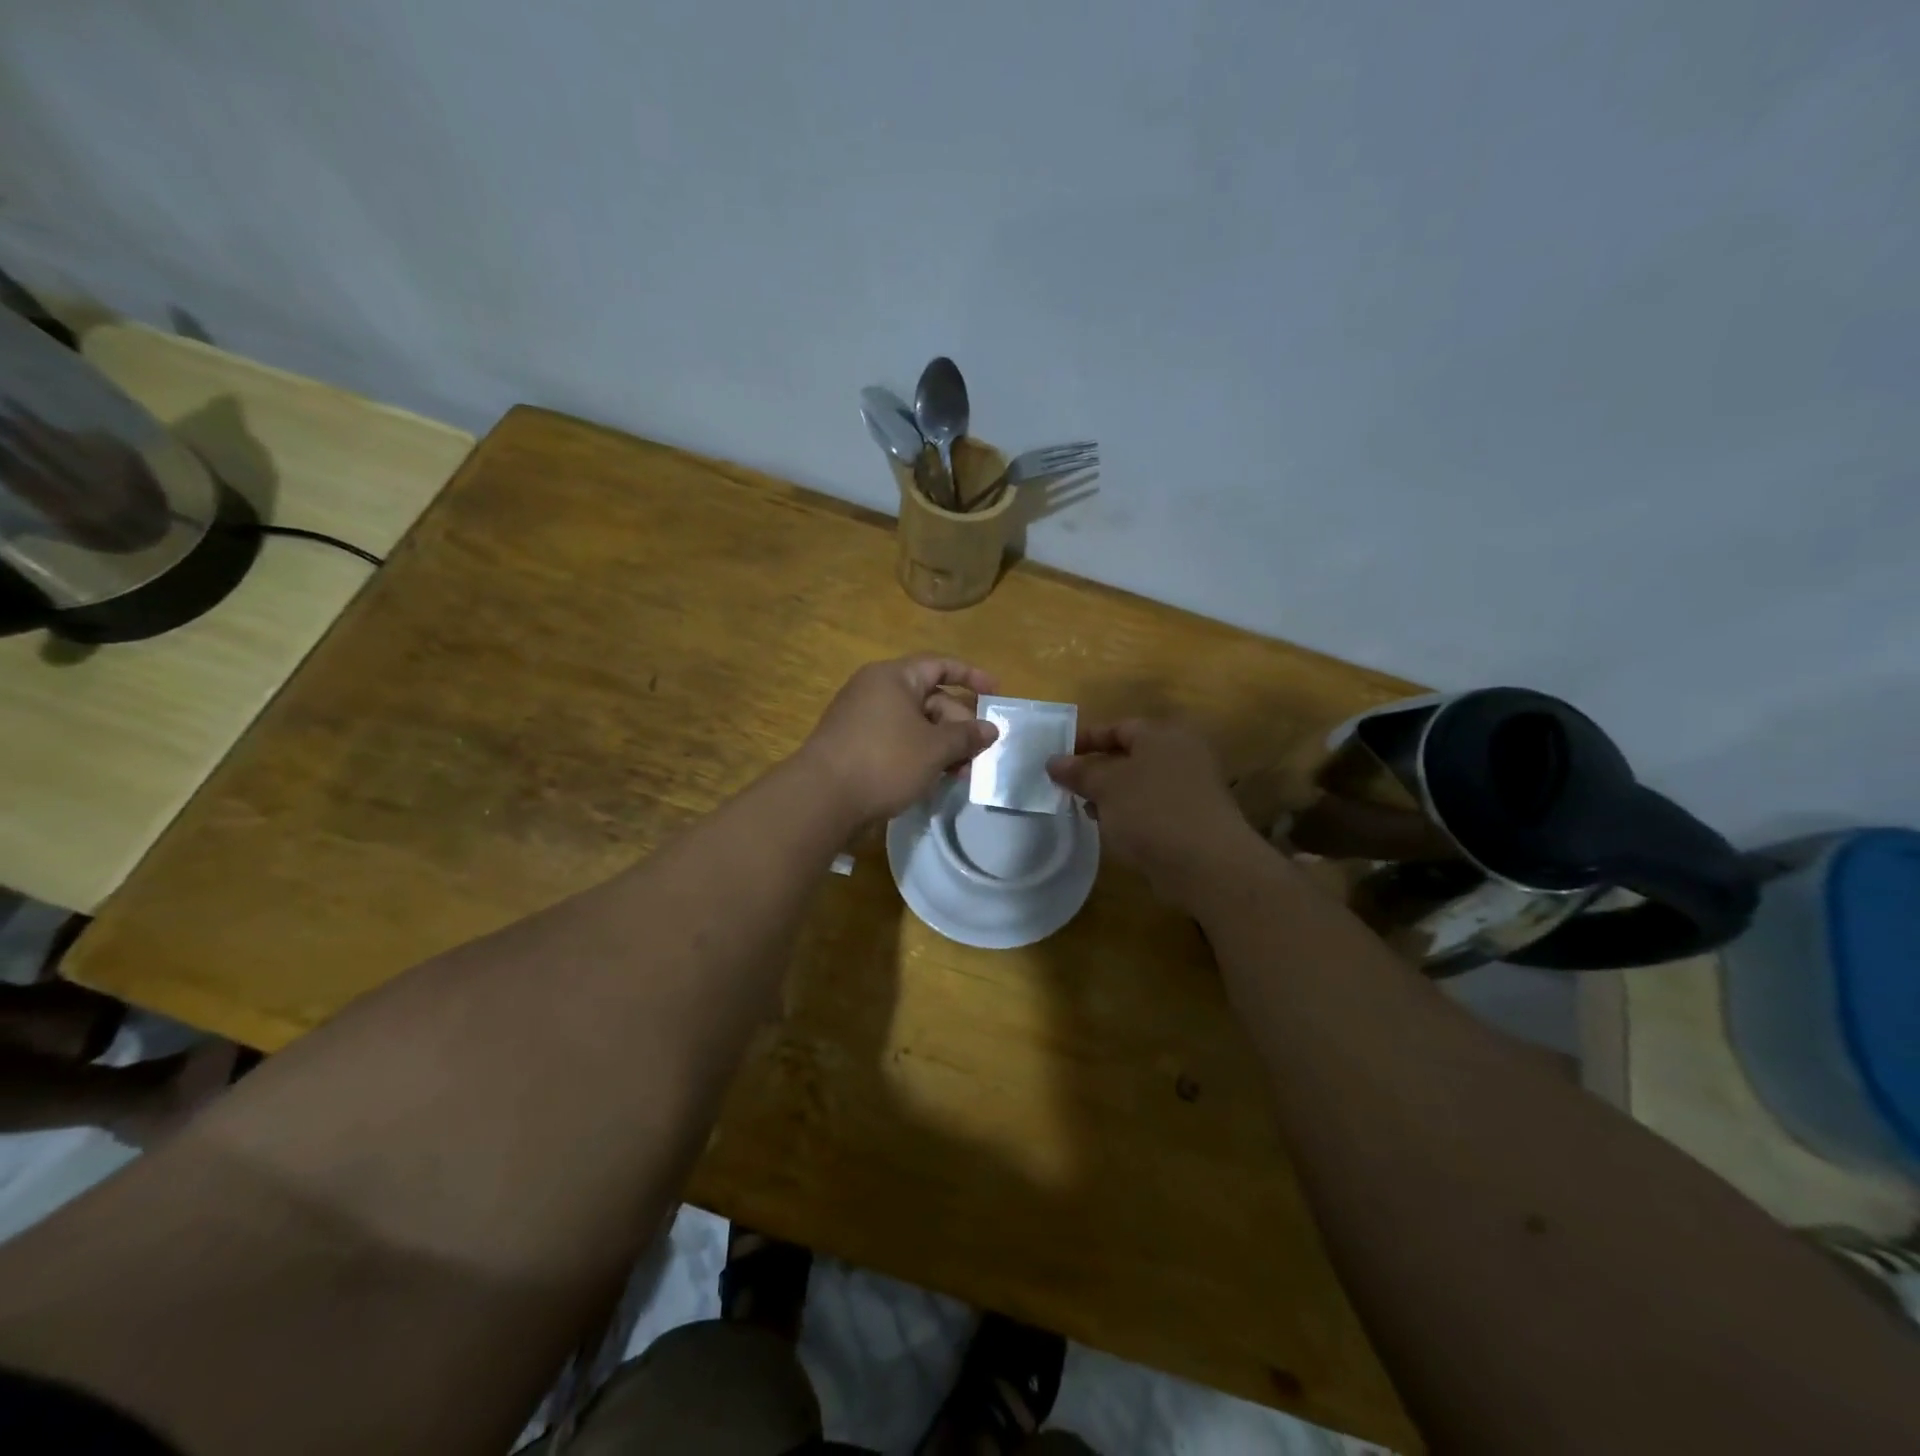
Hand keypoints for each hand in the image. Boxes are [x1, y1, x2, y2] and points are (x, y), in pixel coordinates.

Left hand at [799, 655, 999, 824]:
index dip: (971, 676)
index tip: (996, 693)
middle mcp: (875, 690)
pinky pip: (897, 741)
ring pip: (914, 724)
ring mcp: (862, 718)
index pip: (940, 665)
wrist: (822, 799)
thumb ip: (966, 736)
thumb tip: (990, 729)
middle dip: (958, 724)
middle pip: (929, 698)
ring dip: (942, 744)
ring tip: (962, 772)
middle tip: (980, 751)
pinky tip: (934, 778)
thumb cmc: (885, 761)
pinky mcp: (855, 745)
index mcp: (893, 677)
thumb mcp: (934, 749)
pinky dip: (919, 754)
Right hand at [1046, 721, 1262, 903]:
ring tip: (1085, 810)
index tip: (1057, 757)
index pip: (1118, 727)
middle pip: (1130, 756)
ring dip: (1112, 795)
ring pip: (1140, 784)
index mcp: (1163, 735)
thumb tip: (1054, 761)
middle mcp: (1182, 755)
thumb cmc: (1151, 811)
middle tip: (1067, 786)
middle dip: (1097, 770)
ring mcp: (1191, 788)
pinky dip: (1130, 814)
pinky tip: (1112, 829)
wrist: (1207, 864)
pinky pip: (1152, 808)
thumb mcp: (1106, 786)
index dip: (1086, 740)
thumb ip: (1079, 771)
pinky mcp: (1193, 819)